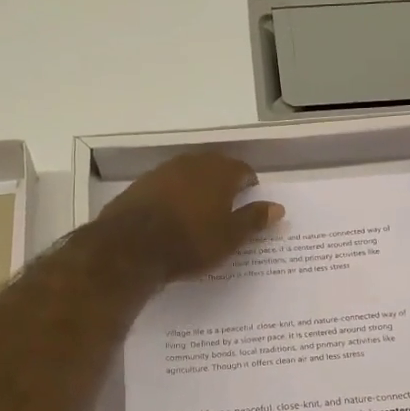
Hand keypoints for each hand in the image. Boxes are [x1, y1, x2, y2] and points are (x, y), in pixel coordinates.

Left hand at [100, 152, 282, 280]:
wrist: (131, 246)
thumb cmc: (191, 241)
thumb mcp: (230, 236)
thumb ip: (254, 219)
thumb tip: (278, 207)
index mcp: (220, 172)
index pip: (242, 170)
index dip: (249, 185)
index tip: (250, 201)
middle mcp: (192, 163)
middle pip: (214, 167)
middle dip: (223, 183)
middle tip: (227, 206)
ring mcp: (163, 171)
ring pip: (188, 174)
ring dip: (197, 188)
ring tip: (200, 212)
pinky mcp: (140, 185)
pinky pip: (166, 186)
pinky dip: (174, 196)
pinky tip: (172, 216)